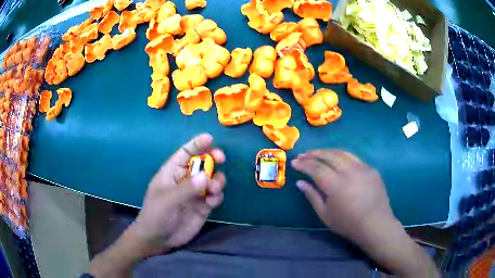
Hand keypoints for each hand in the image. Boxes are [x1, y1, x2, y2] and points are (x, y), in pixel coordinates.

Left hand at [130, 133, 225, 255]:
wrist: (159, 239)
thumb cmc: (156, 214)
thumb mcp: (168, 199)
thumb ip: (187, 188)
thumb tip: (206, 176)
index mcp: (172, 172)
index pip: (185, 152)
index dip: (197, 144)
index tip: (210, 139)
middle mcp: (185, 180)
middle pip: (202, 163)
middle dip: (213, 158)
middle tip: (221, 158)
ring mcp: (195, 193)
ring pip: (211, 179)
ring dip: (217, 180)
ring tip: (214, 188)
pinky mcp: (203, 206)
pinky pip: (214, 196)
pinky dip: (217, 195)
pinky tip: (212, 201)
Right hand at [291, 149, 394, 239]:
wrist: (375, 224)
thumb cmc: (348, 224)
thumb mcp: (325, 214)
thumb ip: (312, 196)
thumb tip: (300, 183)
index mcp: (337, 185)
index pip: (316, 168)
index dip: (304, 164)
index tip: (295, 162)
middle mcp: (350, 172)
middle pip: (329, 155)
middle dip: (314, 153)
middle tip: (303, 154)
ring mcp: (362, 168)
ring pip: (342, 153)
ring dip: (327, 151)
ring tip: (317, 153)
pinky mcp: (371, 169)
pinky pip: (354, 158)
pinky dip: (341, 156)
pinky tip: (336, 160)